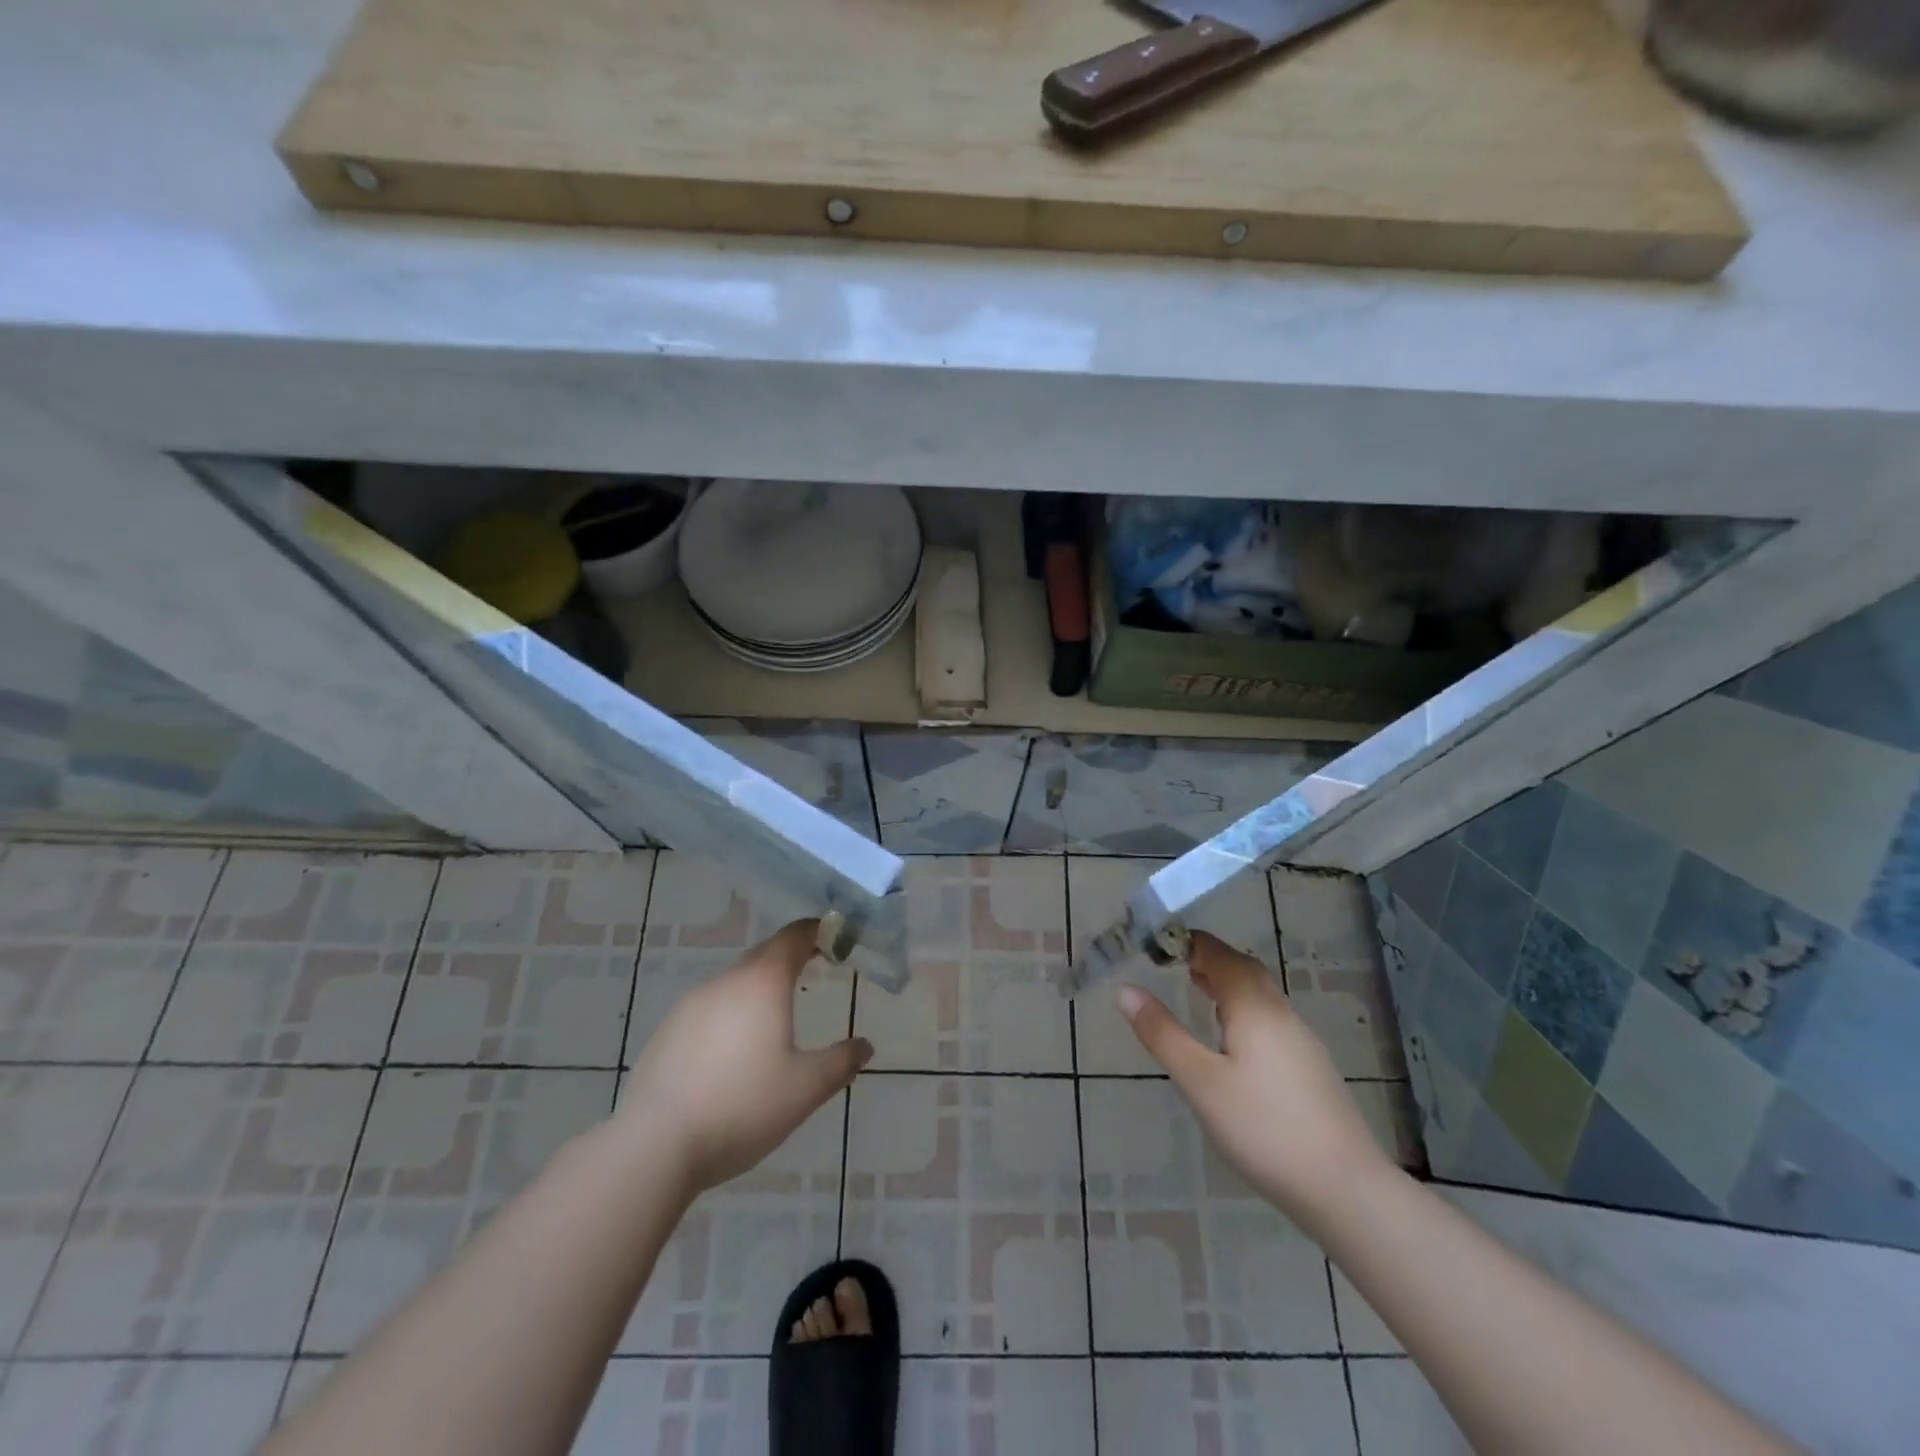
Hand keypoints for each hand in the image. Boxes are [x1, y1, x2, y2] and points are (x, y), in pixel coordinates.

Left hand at [619, 919, 872, 1195]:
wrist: (654, 1145)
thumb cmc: (742, 1106)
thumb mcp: (806, 1088)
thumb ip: (841, 1063)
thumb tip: (865, 1046)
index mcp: (763, 982)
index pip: (794, 936)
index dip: (817, 931)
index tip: (835, 938)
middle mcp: (726, 981)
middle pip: (763, 955)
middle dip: (790, 958)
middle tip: (814, 970)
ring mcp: (691, 1004)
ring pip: (734, 982)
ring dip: (758, 988)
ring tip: (775, 1016)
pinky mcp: (667, 1031)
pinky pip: (709, 1008)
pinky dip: (730, 1014)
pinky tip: (733, 1051)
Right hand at [1118, 930, 1390, 1232]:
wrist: (1346, 1189)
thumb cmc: (1263, 1129)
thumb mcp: (1200, 1082)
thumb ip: (1162, 1033)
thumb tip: (1126, 990)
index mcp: (1253, 1006)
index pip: (1218, 954)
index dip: (1187, 943)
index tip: (1155, 944)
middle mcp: (1280, 1012)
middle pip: (1243, 968)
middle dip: (1208, 958)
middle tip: (1174, 962)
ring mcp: (1301, 1039)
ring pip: (1260, 994)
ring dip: (1227, 983)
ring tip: (1197, 990)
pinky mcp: (1310, 1066)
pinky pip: (1270, 1017)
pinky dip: (1243, 1008)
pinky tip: (1232, 1039)